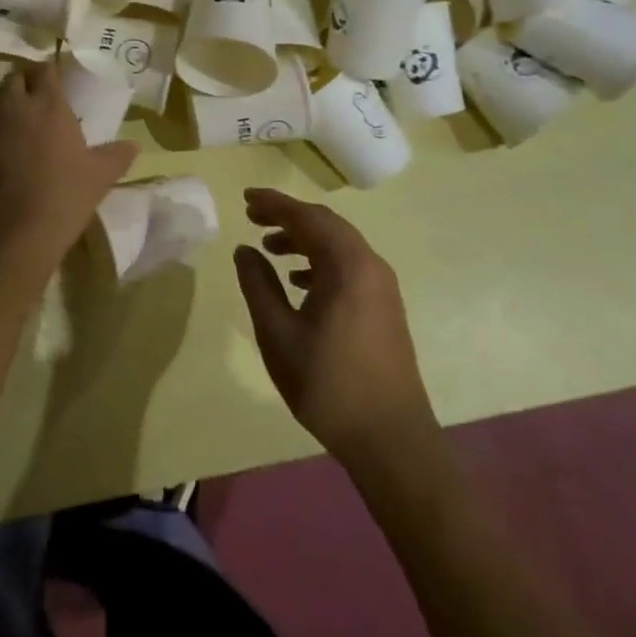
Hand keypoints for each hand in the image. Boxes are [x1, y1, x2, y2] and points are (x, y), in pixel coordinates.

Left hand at [0, 61, 136, 274]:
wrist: (12, 233)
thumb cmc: (63, 197)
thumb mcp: (100, 177)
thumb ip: (116, 156)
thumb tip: (133, 146)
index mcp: (49, 105)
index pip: (45, 70)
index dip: (49, 74)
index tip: (54, 83)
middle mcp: (13, 106)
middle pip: (13, 78)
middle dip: (21, 84)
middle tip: (32, 102)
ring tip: (7, 121)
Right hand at [234, 188, 433, 461]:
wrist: (390, 438)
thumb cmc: (328, 384)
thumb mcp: (278, 333)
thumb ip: (258, 285)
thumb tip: (245, 250)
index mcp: (347, 266)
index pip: (307, 218)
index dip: (274, 204)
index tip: (245, 199)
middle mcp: (370, 266)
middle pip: (326, 225)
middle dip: (288, 217)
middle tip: (252, 217)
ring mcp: (382, 287)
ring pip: (338, 246)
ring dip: (304, 240)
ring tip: (269, 248)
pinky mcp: (385, 307)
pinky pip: (349, 266)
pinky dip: (320, 262)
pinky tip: (298, 282)